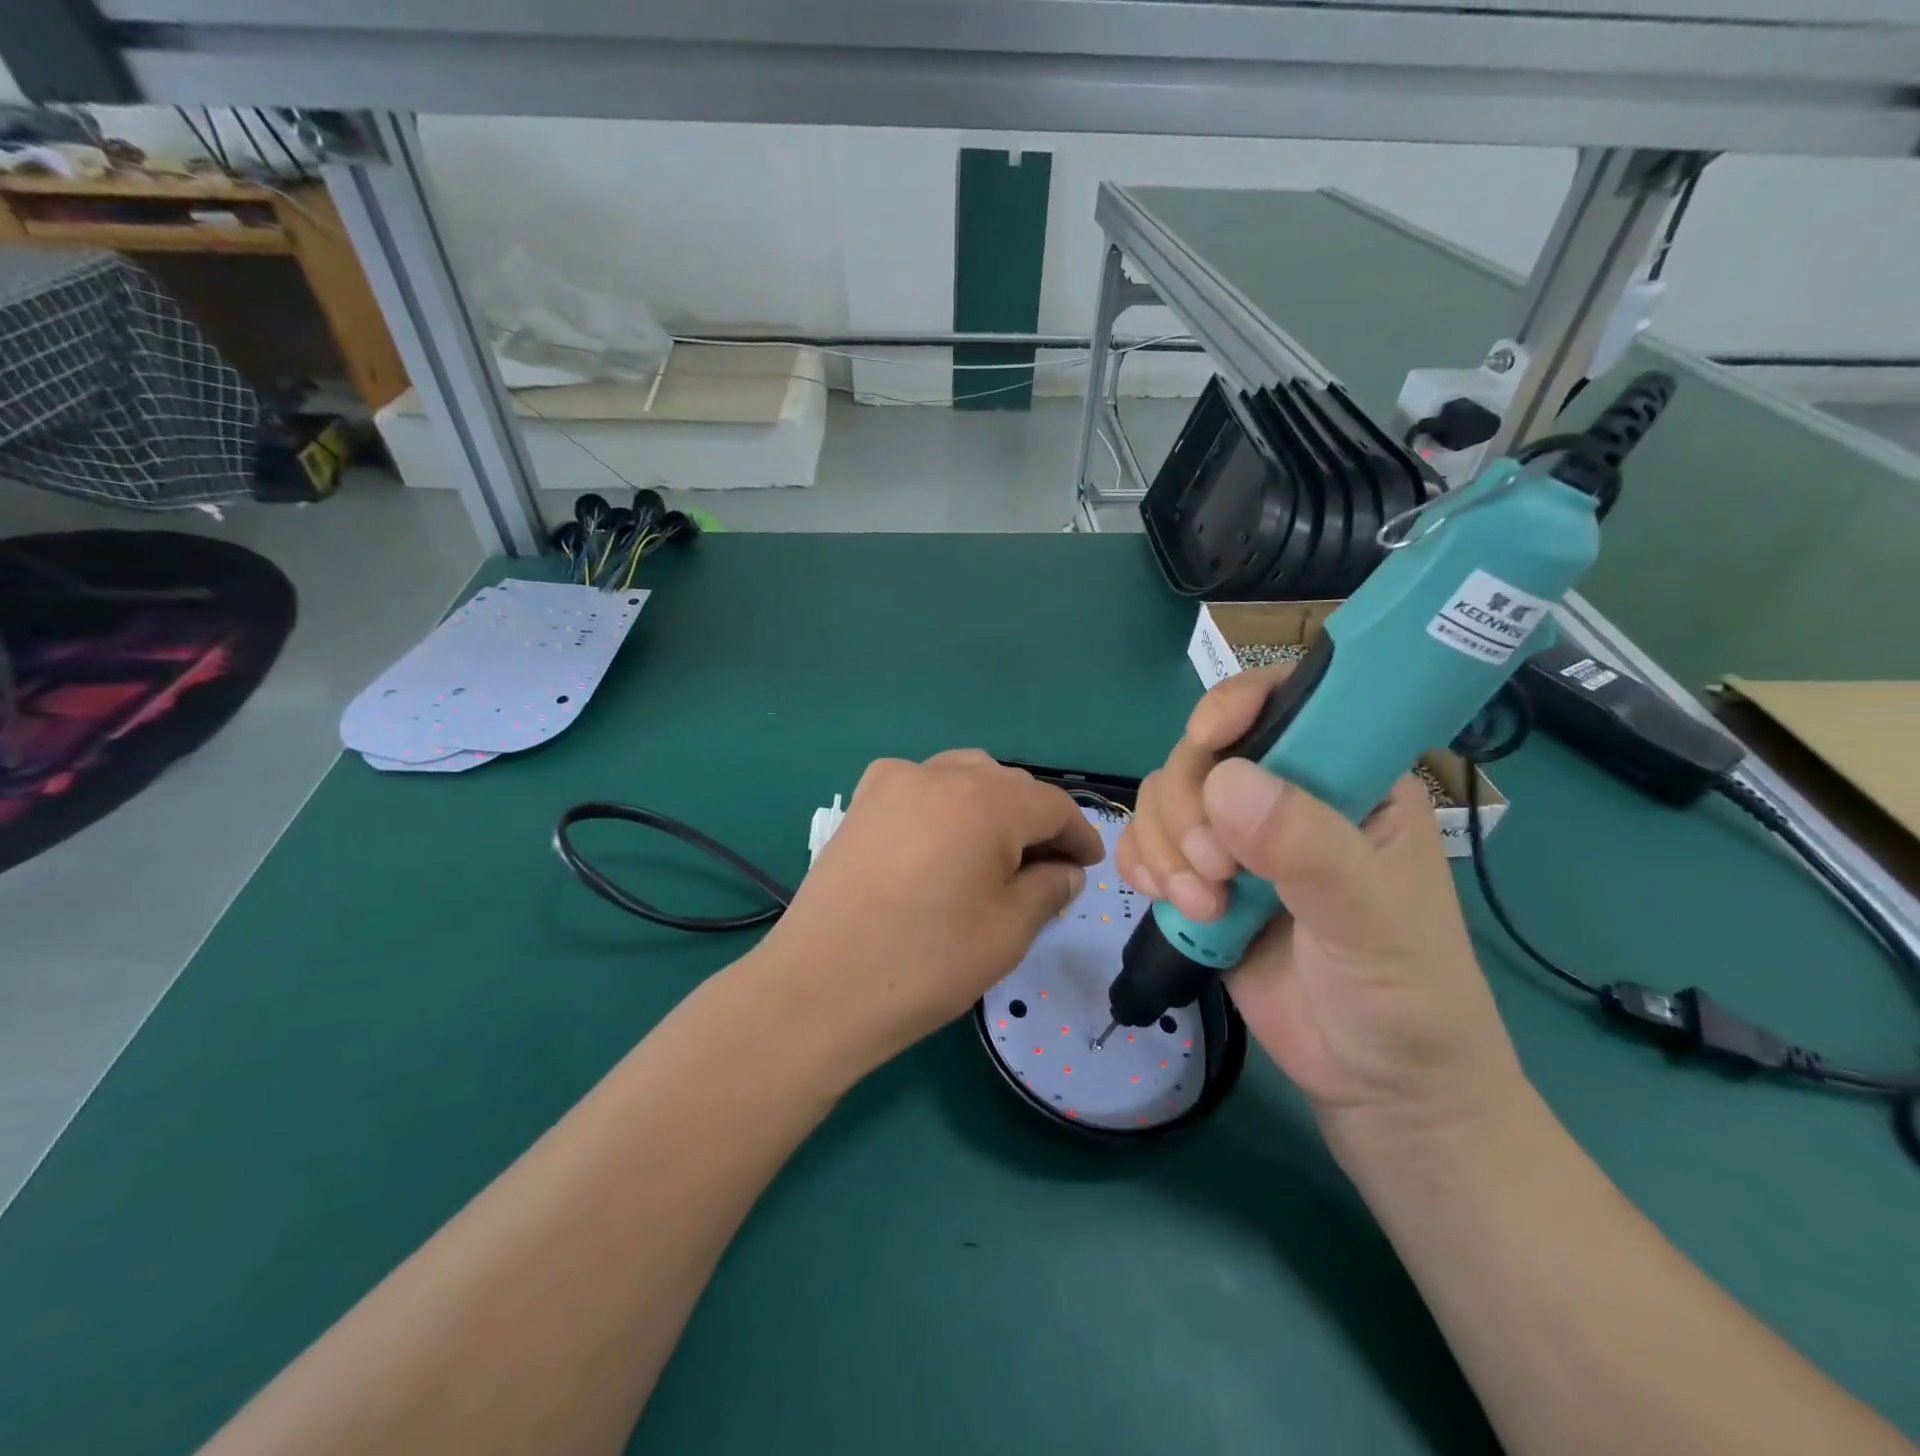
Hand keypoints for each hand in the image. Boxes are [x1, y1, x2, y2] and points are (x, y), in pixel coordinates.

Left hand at [752, 751, 1103, 1077]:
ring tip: (996, 853)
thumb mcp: (1007, 931)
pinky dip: (945, 803)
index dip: (1078, 835)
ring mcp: (893, 781)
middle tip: (1046, 869)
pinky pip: (920, 785)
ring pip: (963, 776)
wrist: (819, 987)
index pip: (1052, 805)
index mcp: (985, 800)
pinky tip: (941, 840)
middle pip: (1008, 785)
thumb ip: (1048, 889)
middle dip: (1035, 822)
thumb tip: (1065, 870)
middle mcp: (940, 773)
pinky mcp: (861, 801)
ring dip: (991, 806)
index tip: (1087, 867)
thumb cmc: (926, 963)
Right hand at [1116, 668, 1526, 1157]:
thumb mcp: (1371, 921)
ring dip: (1165, 847)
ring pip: (1165, 797)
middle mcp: (1288, 796)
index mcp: (1350, 779)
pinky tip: (1169, 901)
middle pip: (1203, 753)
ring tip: (1202, 906)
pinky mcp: (1202, 880)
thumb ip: (1308, 849)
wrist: (1378, 1086)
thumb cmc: (1405, 995)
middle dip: (1190, 809)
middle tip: (1217, 874)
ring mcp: (1239, 840)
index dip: (1240, 703)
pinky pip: (1145, 843)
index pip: (1290, 701)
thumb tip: (1225, 782)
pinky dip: (1143, 865)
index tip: (1208, 737)